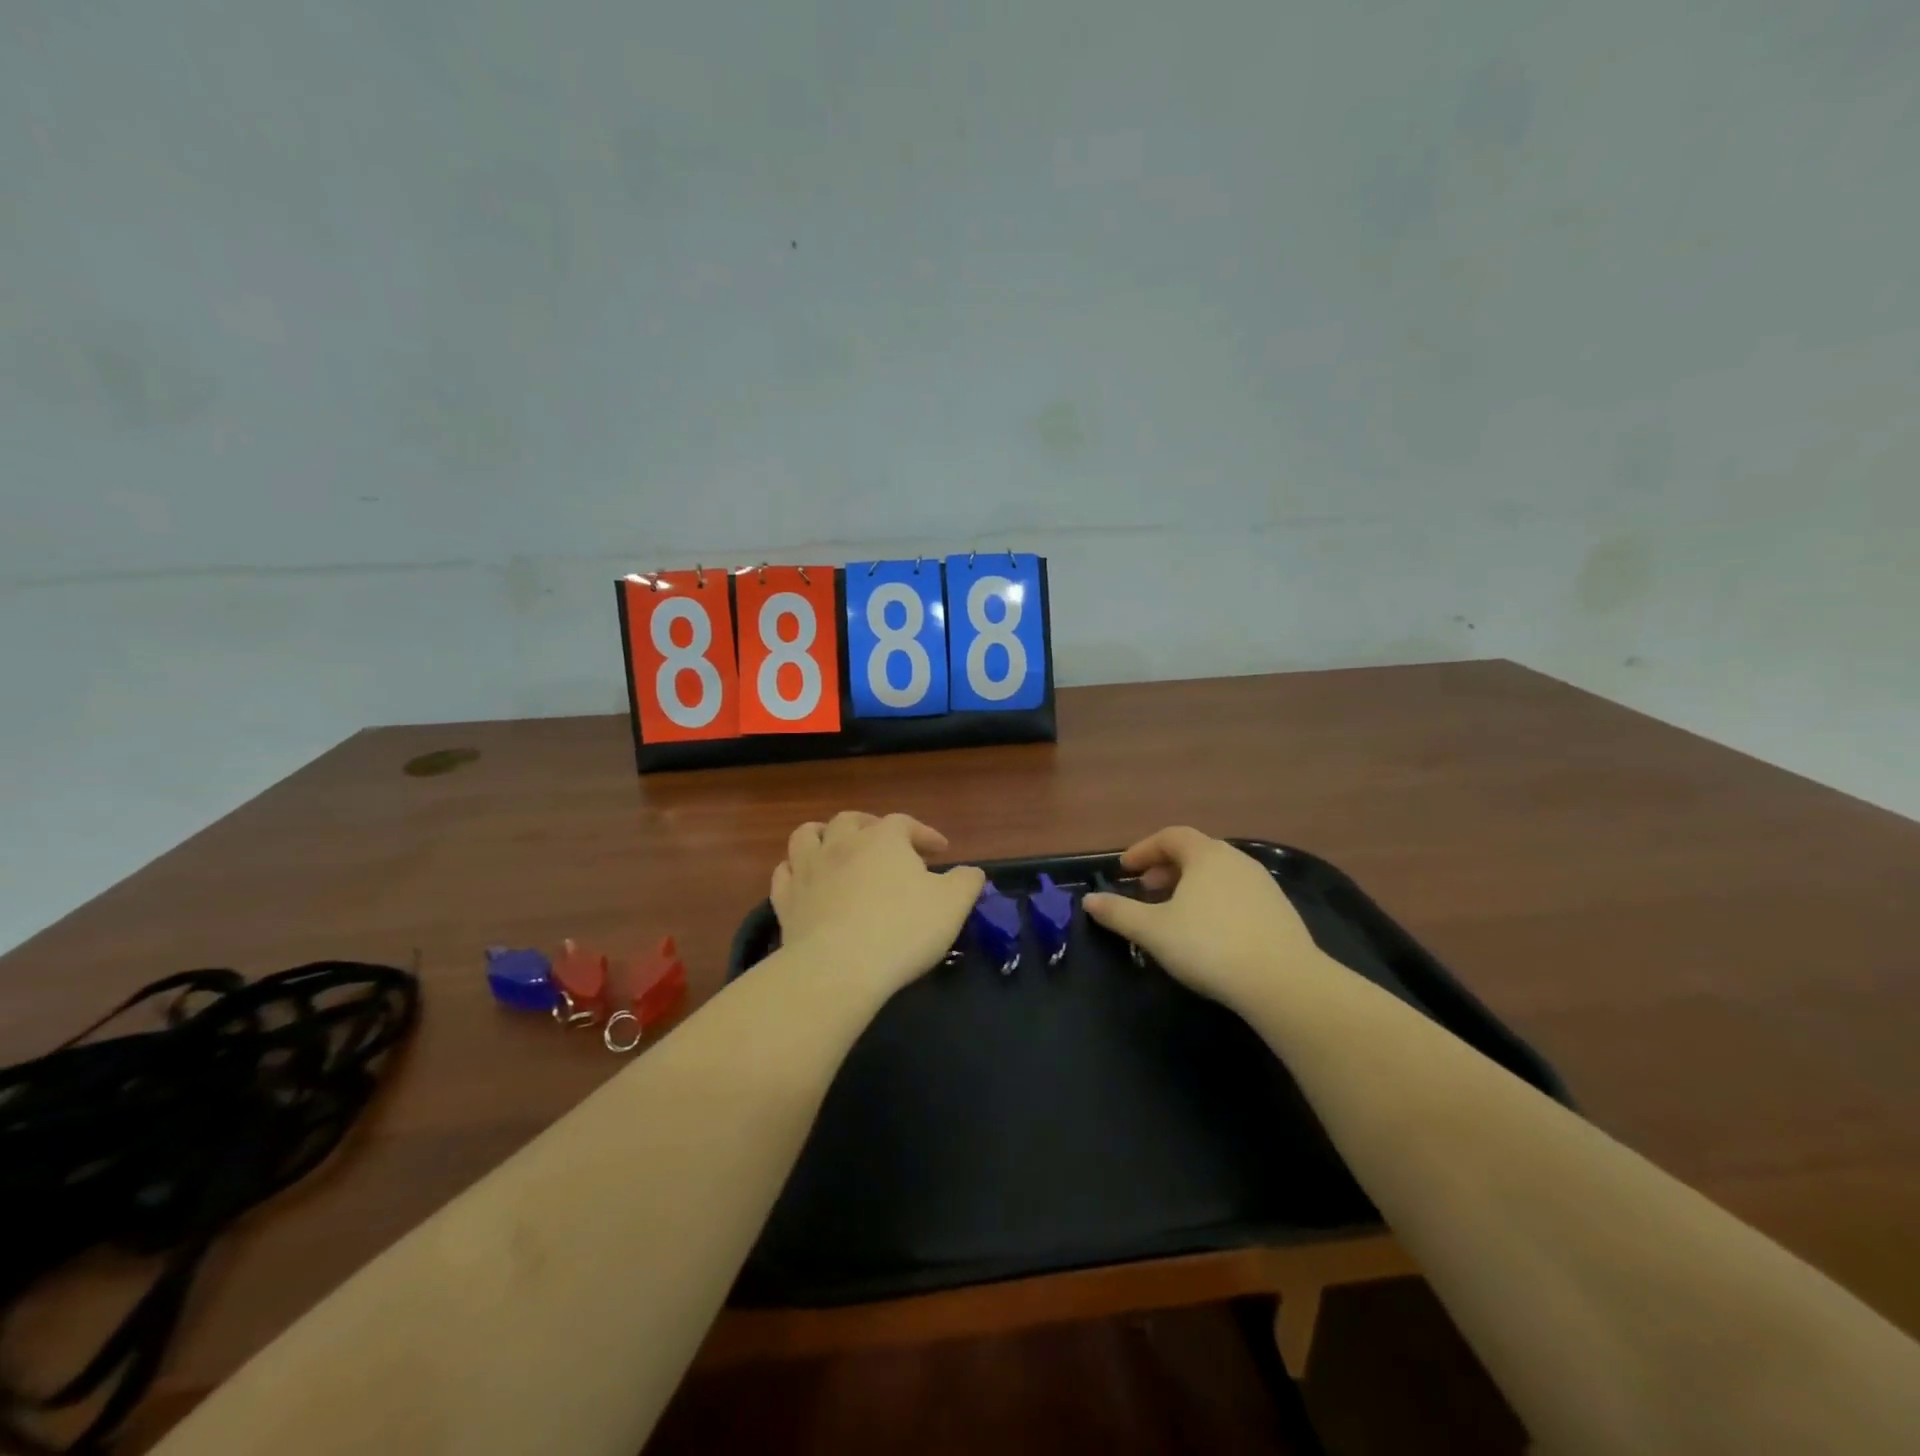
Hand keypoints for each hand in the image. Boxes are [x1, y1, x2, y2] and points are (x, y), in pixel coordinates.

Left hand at [771, 812, 985, 999]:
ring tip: (835, 846)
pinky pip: (783, 872)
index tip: (941, 851)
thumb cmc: (902, 929)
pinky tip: (805, 880)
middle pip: (852, 820)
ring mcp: (808, 869)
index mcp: (883, 839)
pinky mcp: (785, 900)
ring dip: (823, 835)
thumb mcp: (952, 905)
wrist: (839, 967)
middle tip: (887, 845)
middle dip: (871, 826)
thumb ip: (966, 882)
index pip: (905, 823)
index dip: (924, 834)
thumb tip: (972, 872)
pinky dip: (795, 870)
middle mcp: (842, 843)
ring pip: (807, 835)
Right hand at [1082, 827, 1330, 1008]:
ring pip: (1217, 875)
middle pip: (1195, 853)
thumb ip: (1118, 912)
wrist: (1283, 982)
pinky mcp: (1280, 912)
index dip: (1143, 850)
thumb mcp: (1153, 930)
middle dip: (1166, 868)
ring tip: (1174, 913)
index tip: (1125, 869)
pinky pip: (1237, 894)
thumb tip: (1089, 900)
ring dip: (1190, 886)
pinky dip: (1214, 902)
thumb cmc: (1209, 945)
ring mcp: (1263, 885)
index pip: (1170, 836)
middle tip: (1146, 890)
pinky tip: (1209, 933)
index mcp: (1206, 855)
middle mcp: (1236, 860)